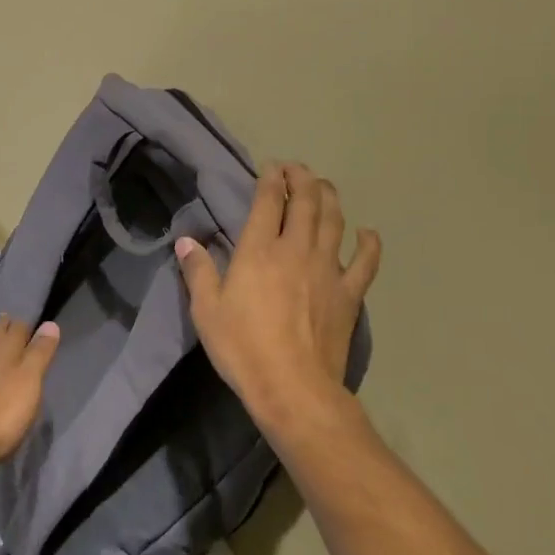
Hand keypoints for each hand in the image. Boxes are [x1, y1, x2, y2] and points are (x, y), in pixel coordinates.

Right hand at [175, 163, 380, 430]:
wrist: (293, 387)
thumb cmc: (242, 347)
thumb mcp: (206, 310)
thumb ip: (198, 271)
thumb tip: (186, 241)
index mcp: (259, 250)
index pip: (269, 201)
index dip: (271, 179)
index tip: (271, 167)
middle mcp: (297, 249)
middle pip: (307, 202)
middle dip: (302, 179)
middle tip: (297, 169)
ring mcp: (328, 270)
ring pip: (335, 221)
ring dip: (330, 198)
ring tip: (324, 187)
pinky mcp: (349, 294)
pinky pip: (365, 261)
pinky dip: (368, 243)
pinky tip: (367, 233)